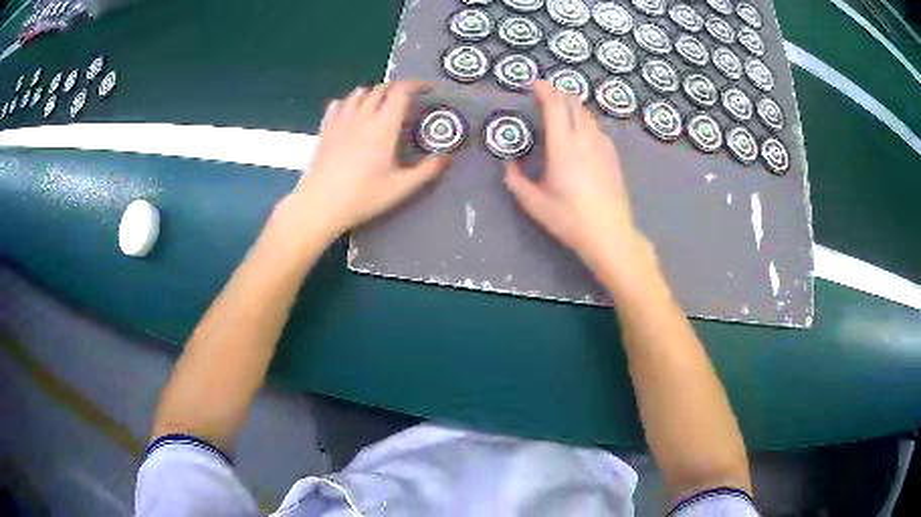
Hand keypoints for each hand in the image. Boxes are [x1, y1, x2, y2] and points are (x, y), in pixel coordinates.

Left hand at [285, 82, 449, 238]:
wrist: (320, 204)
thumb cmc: (363, 196)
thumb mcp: (401, 188)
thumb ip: (427, 171)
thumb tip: (448, 157)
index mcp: (384, 126)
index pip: (401, 91)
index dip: (416, 84)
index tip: (426, 89)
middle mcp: (362, 116)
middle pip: (381, 89)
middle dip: (396, 88)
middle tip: (407, 100)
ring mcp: (341, 120)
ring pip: (359, 93)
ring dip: (374, 92)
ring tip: (381, 104)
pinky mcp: (326, 128)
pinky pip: (338, 103)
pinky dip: (349, 101)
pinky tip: (352, 112)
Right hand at [504, 81, 645, 276]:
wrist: (610, 234)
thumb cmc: (569, 219)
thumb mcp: (533, 203)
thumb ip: (515, 179)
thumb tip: (509, 163)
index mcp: (563, 147)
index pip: (555, 105)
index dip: (543, 89)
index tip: (532, 84)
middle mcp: (585, 139)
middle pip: (573, 102)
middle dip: (557, 92)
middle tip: (543, 95)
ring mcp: (602, 145)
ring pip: (586, 113)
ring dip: (571, 106)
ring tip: (559, 112)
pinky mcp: (612, 155)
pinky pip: (596, 127)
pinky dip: (584, 121)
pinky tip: (579, 134)